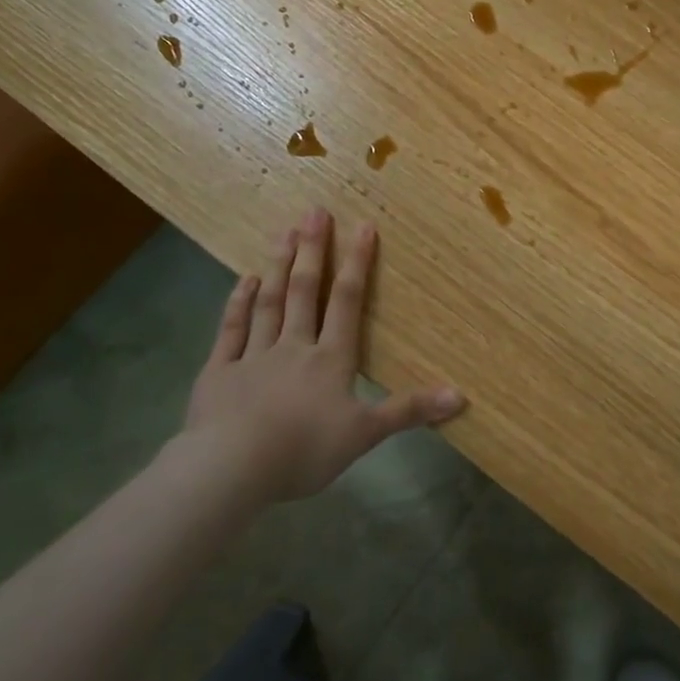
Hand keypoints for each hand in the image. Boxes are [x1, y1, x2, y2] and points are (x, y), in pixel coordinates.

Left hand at [181, 207, 465, 500]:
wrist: (232, 468)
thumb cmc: (304, 450)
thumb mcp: (366, 434)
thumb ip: (409, 411)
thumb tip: (460, 395)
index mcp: (331, 359)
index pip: (347, 302)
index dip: (357, 263)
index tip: (363, 226)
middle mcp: (294, 346)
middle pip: (305, 291)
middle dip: (313, 250)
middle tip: (314, 212)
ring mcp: (253, 356)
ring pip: (269, 303)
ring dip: (279, 267)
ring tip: (284, 232)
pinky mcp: (219, 372)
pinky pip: (231, 330)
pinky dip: (238, 304)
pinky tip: (244, 281)